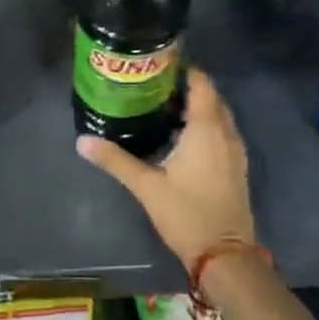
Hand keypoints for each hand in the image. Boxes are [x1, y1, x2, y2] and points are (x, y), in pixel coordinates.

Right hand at [77, 68, 255, 270]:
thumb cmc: (187, 214)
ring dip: (199, 106)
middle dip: (188, 86)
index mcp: (206, 129)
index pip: (201, 84)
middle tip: (156, 82)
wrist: (226, 256)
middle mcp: (225, 133)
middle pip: (211, 97)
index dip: (184, 69)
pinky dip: (207, 124)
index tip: (159, 62)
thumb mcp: (147, 186)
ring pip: (219, 115)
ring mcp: (235, 150)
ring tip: (166, 104)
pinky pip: (223, 131)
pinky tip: (183, 135)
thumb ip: (115, 160)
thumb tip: (82, 140)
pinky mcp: (236, 167)